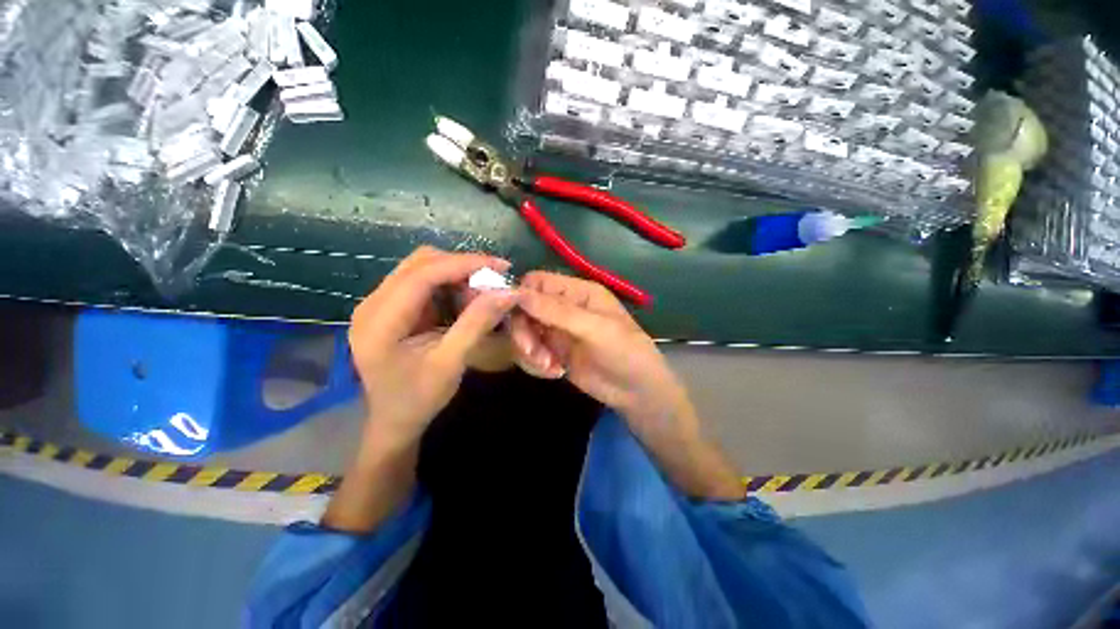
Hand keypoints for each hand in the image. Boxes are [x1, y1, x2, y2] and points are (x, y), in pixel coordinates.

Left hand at [349, 246, 518, 444]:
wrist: (394, 420)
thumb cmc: (419, 398)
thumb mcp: (451, 363)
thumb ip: (477, 324)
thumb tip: (508, 291)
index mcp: (379, 321)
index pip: (421, 275)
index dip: (463, 264)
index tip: (500, 265)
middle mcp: (372, 304)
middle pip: (419, 264)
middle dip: (461, 267)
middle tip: (494, 282)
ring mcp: (380, 303)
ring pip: (422, 268)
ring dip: (456, 274)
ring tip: (482, 294)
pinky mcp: (392, 307)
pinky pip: (423, 282)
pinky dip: (449, 285)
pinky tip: (466, 300)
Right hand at [509, 272, 689, 429]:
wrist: (636, 391)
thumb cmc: (624, 351)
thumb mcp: (593, 329)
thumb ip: (556, 311)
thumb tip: (517, 293)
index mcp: (577, 292)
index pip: (537, 282)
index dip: (520, 295)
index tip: (510, 315)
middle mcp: (564, 307)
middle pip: (525, 309)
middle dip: (524, 332)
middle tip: (532, 352)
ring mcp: (557, 331)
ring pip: (525, 332)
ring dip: (530, 351)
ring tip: (549, 367)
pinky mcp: (554, 353)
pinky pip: (531, 352)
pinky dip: (536, 363)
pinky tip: (555, 373)